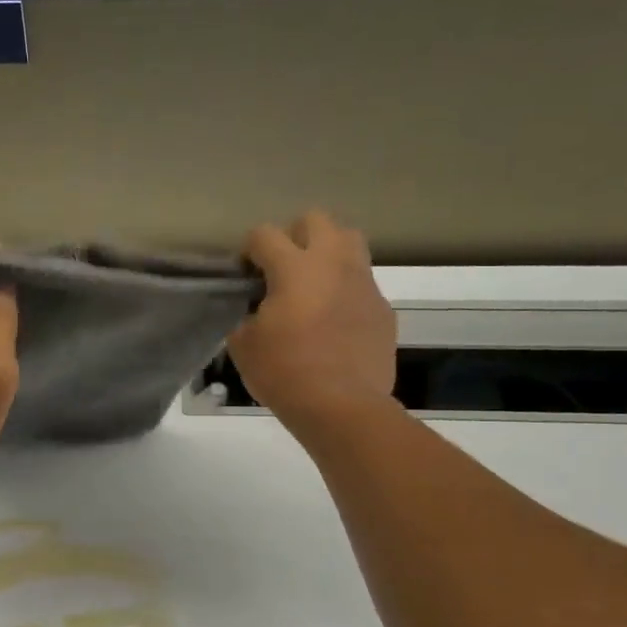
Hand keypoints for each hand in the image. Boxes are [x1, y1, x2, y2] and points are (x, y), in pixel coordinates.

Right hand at [229, 211, 397, 437]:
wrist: (342, 406)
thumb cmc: (285, 373)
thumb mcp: (244, 345)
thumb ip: (246, 316)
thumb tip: (256, 311)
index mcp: (294, 269)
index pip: (265, 234)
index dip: (249, 249)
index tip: (244, 273)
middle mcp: (333, 264)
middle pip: (316, 220)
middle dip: (294, 235)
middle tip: (282, 268)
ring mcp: (364, 284)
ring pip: (349, 242)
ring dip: (328, 253)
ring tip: (313, 284)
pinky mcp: (383, 308)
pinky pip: (363, 284)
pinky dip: (346, 291)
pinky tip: (334, 321)